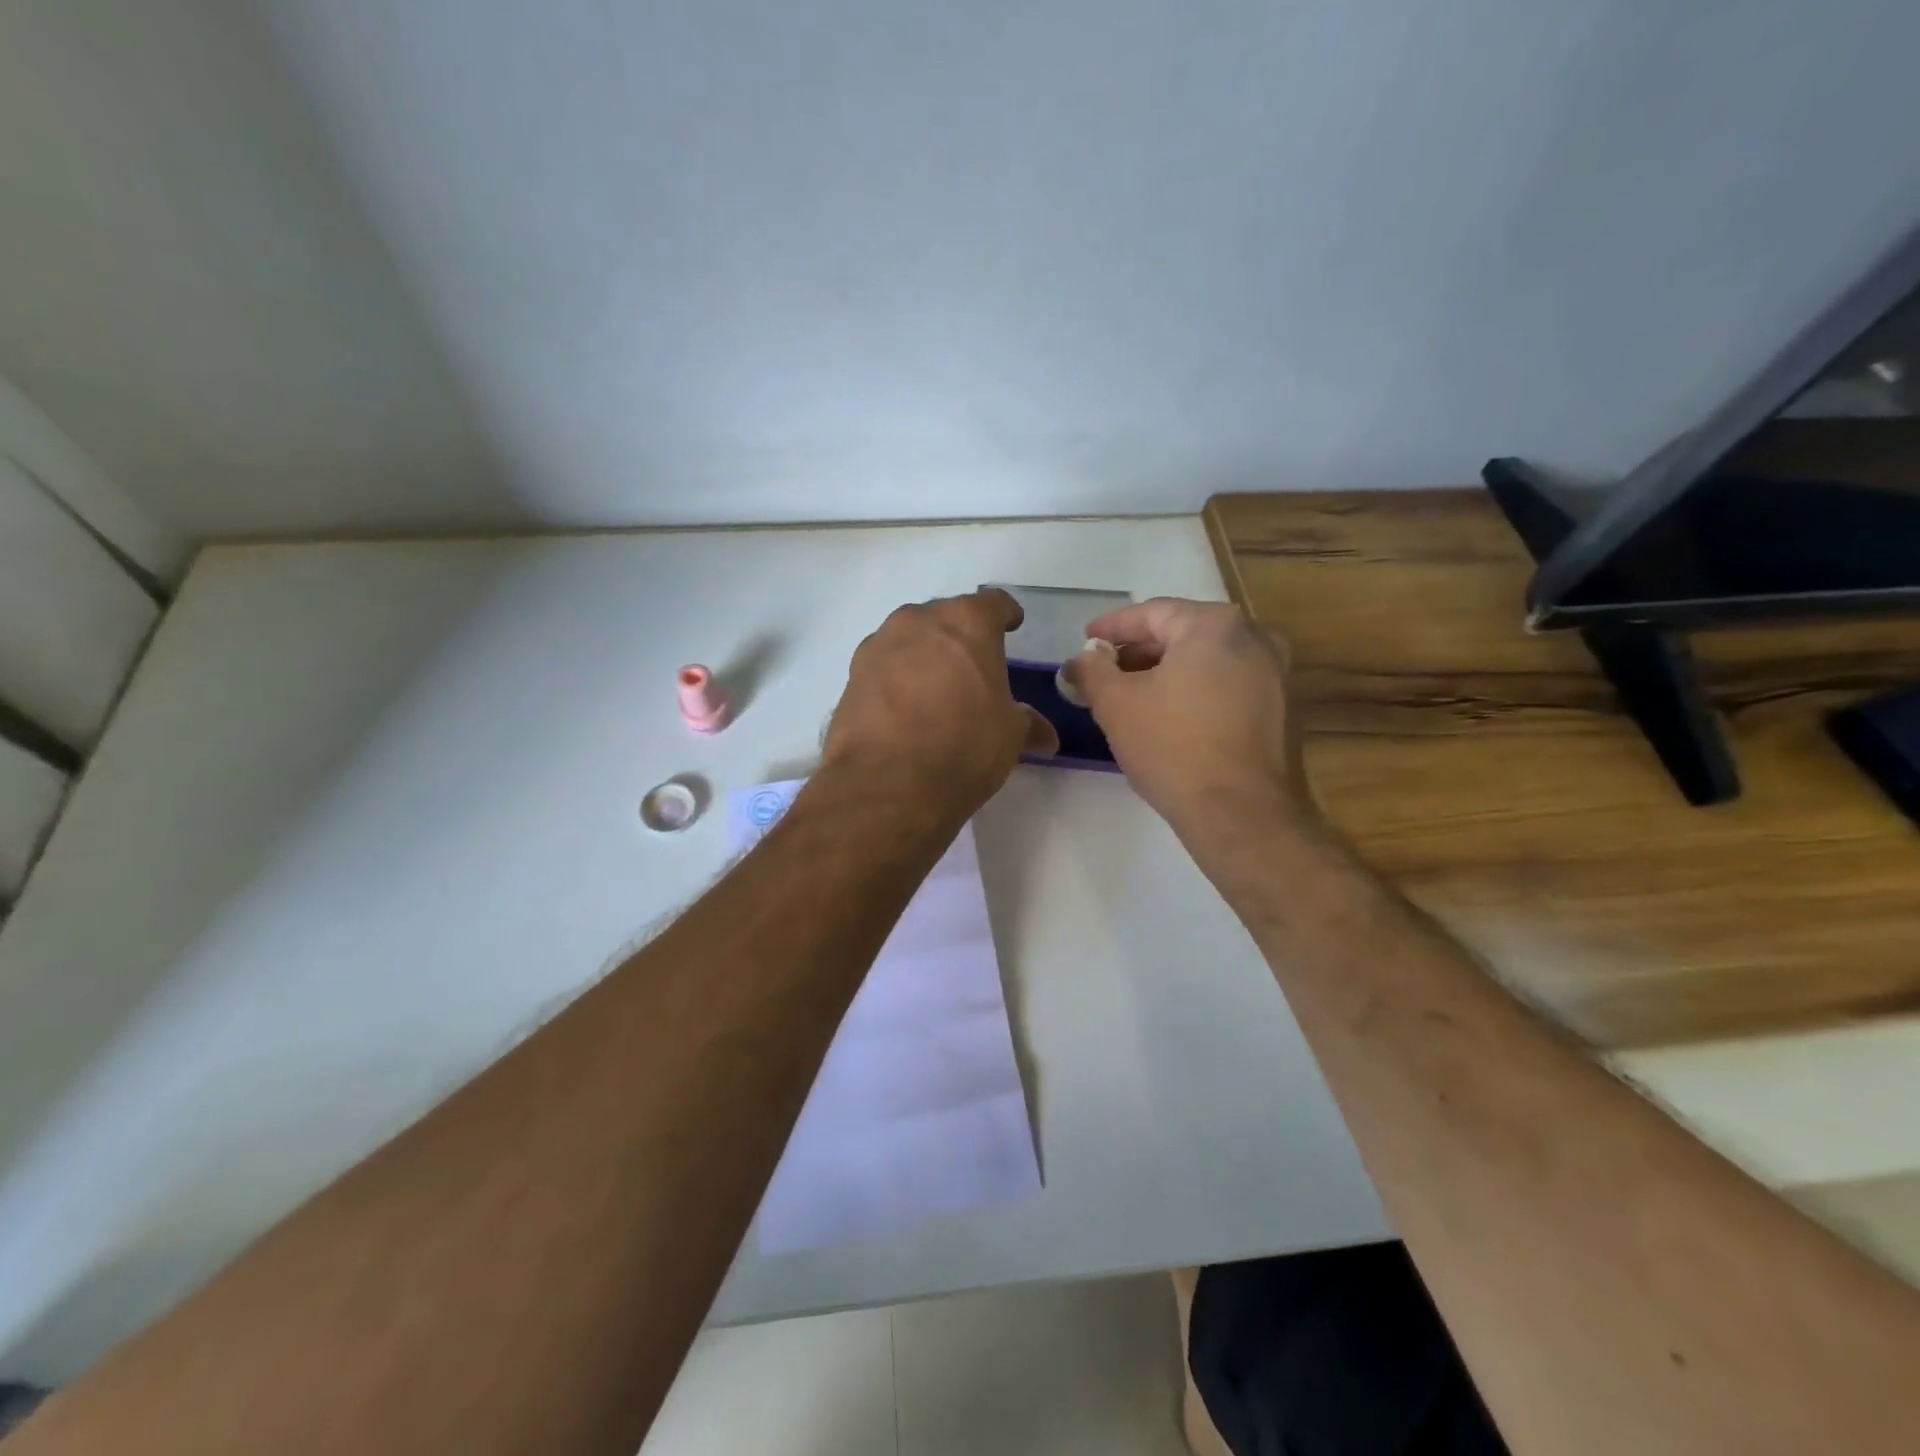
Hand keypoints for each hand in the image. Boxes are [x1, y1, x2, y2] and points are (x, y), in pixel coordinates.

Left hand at [819, 588, 1057, 822]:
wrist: (887, 784)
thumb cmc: (963, 746)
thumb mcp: (1009, 737)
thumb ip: (1026, 724)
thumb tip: (1045, 735)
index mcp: (966, 623)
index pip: (993, 603)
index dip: (1005, 616)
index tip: (1010, 628)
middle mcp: (918, 622)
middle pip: (945, 617)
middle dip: (960, 636)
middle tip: (972, 666)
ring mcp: (878, 646)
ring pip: (909, 639)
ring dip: (923, 655)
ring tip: (935, 689)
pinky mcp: (851, 676)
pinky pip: (883, 667)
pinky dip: (896, 679)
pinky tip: (904, 709)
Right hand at [1065, 598, 1319, 844]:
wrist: (1243, 814)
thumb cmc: (1174, 747)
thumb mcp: (1116, 704)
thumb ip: (1092, 670)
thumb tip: (1082, 658)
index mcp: (1215, 624)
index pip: (1152, 613)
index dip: (1112, 627)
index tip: (1085, 641)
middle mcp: (1255, 637)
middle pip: (1183, 634)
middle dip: (1139, 652)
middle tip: (1104, 672)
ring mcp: (1276, 674)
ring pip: (1208, 661)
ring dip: (1167, 673)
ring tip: (1131, 696)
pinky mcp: (1284, 710)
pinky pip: (1229, 686)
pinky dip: (1196, 691)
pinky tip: (1170, 717)